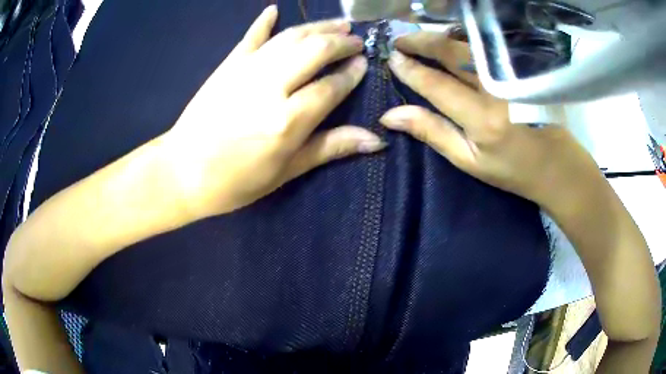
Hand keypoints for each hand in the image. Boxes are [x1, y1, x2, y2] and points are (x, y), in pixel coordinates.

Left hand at [162, 6, 383, 217]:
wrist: (181, 172)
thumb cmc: (235, 181)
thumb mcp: (286, 171)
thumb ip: (330, 148)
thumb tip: (375, 140)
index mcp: (288, 120)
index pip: (332, 86)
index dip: (352, 74)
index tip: (364, 65)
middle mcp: (271, 87)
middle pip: (315, 51)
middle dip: (342, 43)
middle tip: (357, 41)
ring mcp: (246, 70)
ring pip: (290, 37)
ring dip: (318, 27)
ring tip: (338, 25)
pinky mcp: (227, 65)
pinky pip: (250, 37)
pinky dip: (264, 21)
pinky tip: (275, 9)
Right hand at [380, 31, 602, 209]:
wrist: (557, 165)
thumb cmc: (512, 169)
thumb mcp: (469, 161)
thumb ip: (432, 133)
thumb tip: (390, 116)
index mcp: (482, 118)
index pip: (436, 83)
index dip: (410, 69)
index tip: (391, 59)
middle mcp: (497, 89)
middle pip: (452, 52)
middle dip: (420, 42)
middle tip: (400, 42)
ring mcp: (512, 74)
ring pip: (469, 43)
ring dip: (440, 36)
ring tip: (420, 39)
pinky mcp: (522, 68)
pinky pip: (486, 46)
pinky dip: (464, 39)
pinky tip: (452, 41)